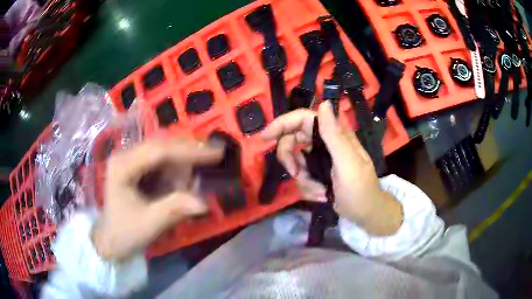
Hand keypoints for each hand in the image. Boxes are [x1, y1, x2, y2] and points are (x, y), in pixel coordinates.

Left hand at [92, 138, 223, 259]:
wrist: (110, 239)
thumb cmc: (124, 233)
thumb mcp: (148, 224)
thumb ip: (174, 210)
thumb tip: (204, 203)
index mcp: (123, 165)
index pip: (159, 151)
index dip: (190, 151)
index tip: (217, 153)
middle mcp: (126, 155)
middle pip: (163, 145)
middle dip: (188, 155)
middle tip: (214, 162)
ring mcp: (131, 159)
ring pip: (165, 152)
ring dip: (182, 167)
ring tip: (189, 187)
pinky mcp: (137, 166)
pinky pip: (162, 162)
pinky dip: (176, 172)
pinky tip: (179, 186)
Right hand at [261, 102, 401, 234]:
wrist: (366, 214)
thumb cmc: (360, 190)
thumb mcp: (347, 163)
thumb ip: (334, 135)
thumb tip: (323, 103)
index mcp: (334, 135)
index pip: (303, 118)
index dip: (283, 123)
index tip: (266, 137)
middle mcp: (326, 143)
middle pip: (294, 140)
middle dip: (290, 158)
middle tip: (295, 173)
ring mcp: (321, 159)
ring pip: (296, 162)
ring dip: (304, 180)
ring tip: (319, 191)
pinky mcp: (318, 174)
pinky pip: (302, 177)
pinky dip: (308, 188)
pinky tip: (322, 196)